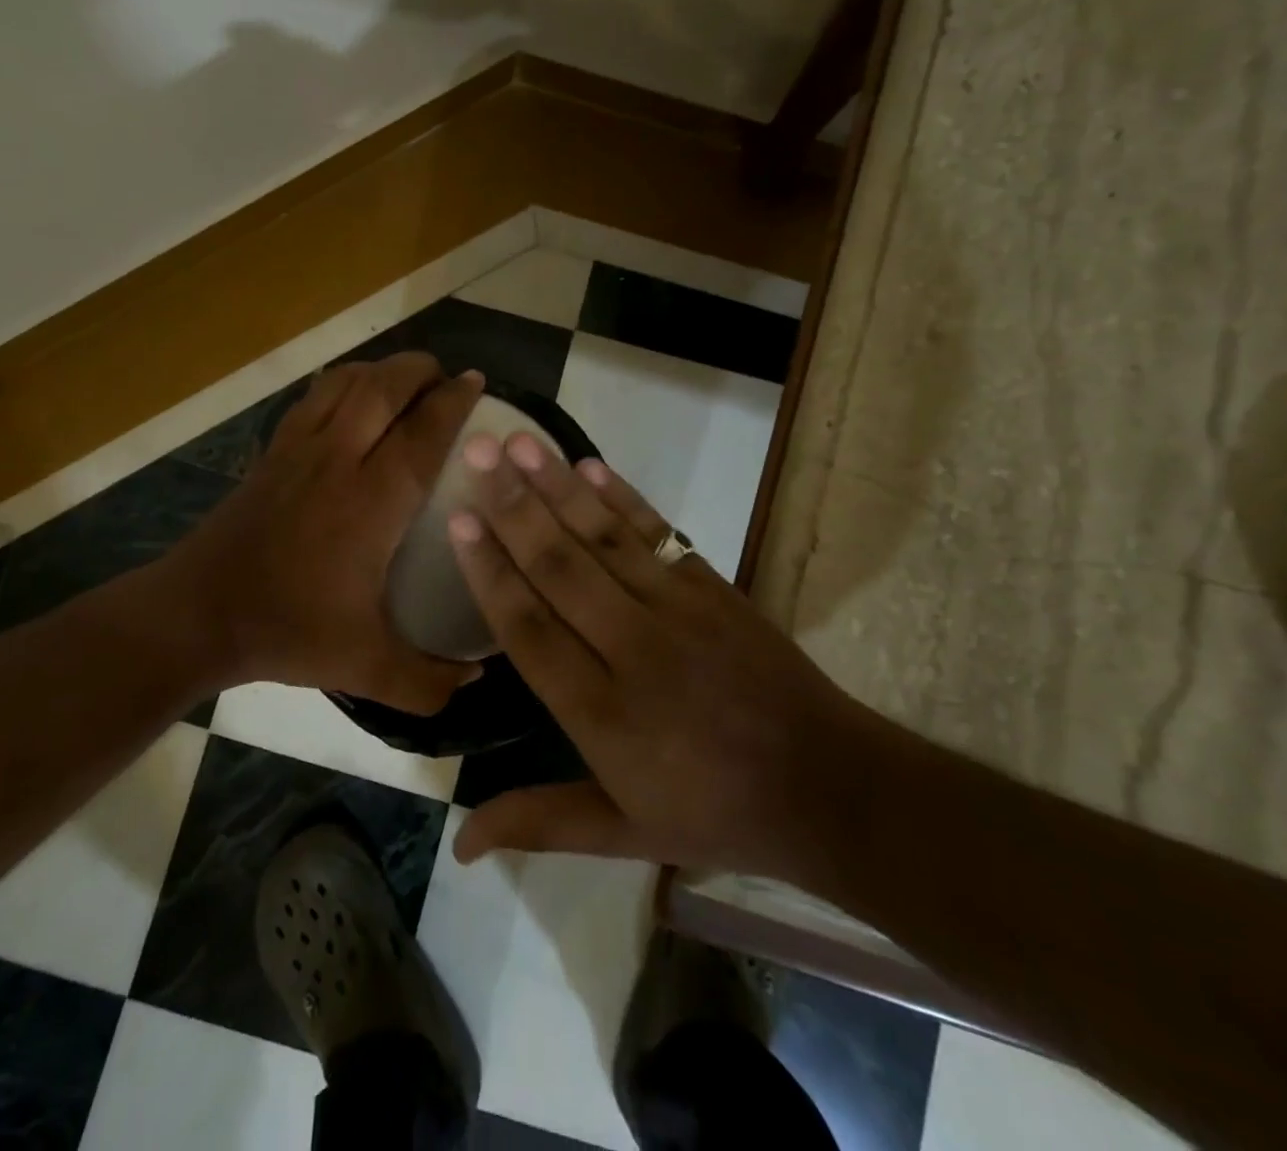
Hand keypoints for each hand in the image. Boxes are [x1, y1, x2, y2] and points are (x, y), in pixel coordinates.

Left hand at [162, 353, 484, 714]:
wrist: (198, 614)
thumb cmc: (287, 630)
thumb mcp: (365, 667)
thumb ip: (427, 680)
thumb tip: (477, 679)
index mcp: (370, 503)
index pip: (421, 434)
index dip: (453, 402)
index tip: (477, 382)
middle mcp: (337, 460)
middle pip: (383, 388)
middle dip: (420, 369)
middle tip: (446, 377)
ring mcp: (299, 449)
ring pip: (345, 382)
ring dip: (381, 370)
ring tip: (405, 380)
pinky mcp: (272, 452)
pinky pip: (314, 397)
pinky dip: (343, 383)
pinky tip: (353, 399)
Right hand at [446, 431, 863, 878]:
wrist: (828, 786)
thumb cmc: (713, 812)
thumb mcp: (622, 832)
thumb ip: (539, 822)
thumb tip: (458, 845)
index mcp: (602, 714)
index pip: (531, 629)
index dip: (491, 573)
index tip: (459, 521)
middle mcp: (633, 651)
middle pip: (561, 568)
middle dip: (513, 507)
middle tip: (475, 451)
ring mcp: (678, 612)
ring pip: (604, 539)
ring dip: (558, 487)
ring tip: (519, 441)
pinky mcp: (713, 588)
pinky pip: (658, 534)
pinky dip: (622, 498)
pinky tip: (589, 466)